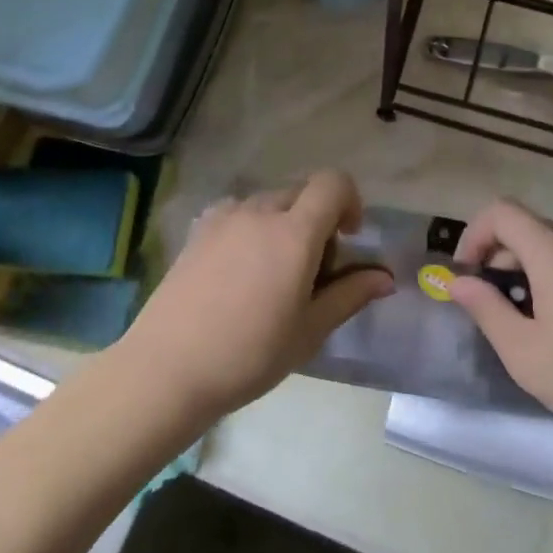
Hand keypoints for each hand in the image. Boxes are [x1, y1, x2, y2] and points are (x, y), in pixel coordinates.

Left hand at [120, 170, 394, 422]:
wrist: (167, 368)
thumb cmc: (249, 354)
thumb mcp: (309, 330)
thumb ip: (350, 295)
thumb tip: (385, 278)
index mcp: (294, 232)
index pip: (333, 183)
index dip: (349, 201)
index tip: (348, 239)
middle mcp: (259, 211)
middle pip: (302, 193)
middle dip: (318, 220)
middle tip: (312, 271)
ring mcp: (224, 217)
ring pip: (269, 203)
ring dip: (284, 224)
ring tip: (273, 274)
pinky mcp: (199, 230)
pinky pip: (238, 213)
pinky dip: (252, 228)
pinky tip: (240, 271)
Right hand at [450, 199, 552, 453]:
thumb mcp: (524, 353)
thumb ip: (486, 309)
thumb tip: (458, 282)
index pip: (503, 212)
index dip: (476, 235)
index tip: (470, 276)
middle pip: (533, 228)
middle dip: (504, 257)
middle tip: (499, 306)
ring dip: (538, 268)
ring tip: (540, 320)